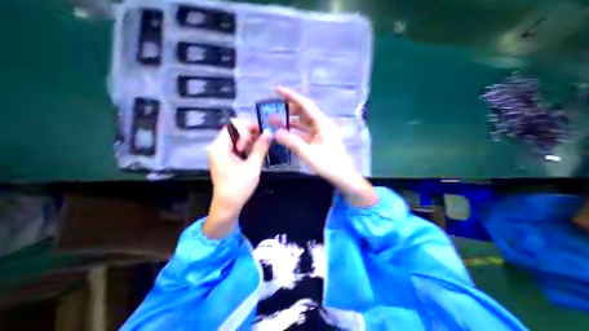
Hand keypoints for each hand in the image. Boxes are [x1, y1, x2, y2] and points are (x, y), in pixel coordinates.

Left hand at [205, 120, 271, 236]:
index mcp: (220, 147)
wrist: (228, 205)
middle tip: (264, 138)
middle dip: (250, 132)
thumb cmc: (239, 187)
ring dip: (249, 139)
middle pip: (234, 130)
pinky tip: (254, 151)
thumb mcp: (252, 166)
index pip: (233, 125)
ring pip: (236, 138)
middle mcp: (217, 147)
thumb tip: (269, 133)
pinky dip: (245, 146)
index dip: (249, 125)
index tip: (263, 131)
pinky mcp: (224, 158)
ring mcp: (220, 153)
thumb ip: (260, 148)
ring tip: (261, 145)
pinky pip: (235, 146)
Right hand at [274, 87, 378, 207]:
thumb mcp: (308, 153)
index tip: (277, 90)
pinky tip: (285, 132)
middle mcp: (322, 125)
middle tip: (273, 108)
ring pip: (303, 123)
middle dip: (288, 109)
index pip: (305, 105)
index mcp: (322, 124)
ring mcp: (320, 133)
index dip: (291, 96)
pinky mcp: (318, 141)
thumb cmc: (329, 165)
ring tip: (275, 120)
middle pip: (304, 112)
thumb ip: (292, 142)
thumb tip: (275, 132)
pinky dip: (295, 132)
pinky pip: (304, 133)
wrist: (343, 177)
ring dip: (290, 121)